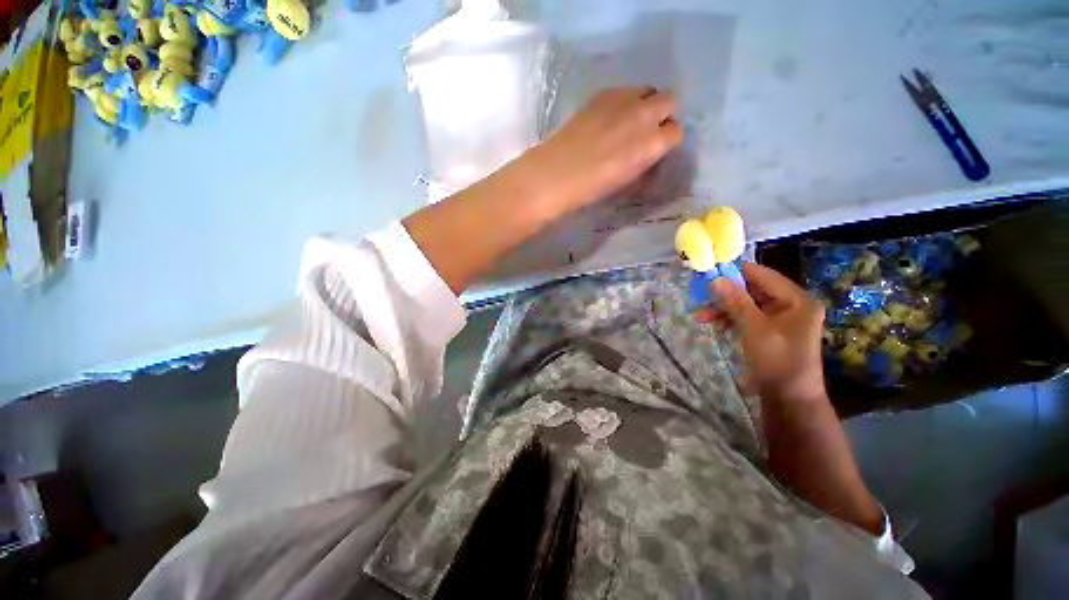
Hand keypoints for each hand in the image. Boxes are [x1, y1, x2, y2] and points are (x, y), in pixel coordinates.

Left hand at [509, 87, 682, 213]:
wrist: (556, 173)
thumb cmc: (591, 188)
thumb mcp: (626, 180)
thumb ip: (643, 163)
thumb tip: (649, 155)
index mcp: (651, 143)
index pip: (675, 132)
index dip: (667, 141)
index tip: (657, 149)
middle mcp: (643, 115)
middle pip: (669, 100)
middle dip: (662, 114)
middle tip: (646, 130)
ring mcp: (622, 99)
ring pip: (647, 90)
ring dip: (644, 103)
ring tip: (628, 121)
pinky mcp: (602, 94)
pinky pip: (624, 90)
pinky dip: (623, 101)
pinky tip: (608, 117)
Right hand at [711, 263, 827, 403]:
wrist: (788, 398)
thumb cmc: (776, 360)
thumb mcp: (754, 328)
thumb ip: (736, 302)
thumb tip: (716, 279)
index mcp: (796, 299)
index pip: (762, 275)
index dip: (735, 273)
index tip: (708, 274)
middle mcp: (790, 304)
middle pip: (752, 289)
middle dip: (725, 295)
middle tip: (701, 299)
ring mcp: (781, 318)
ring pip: (747, 303)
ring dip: (724, 308)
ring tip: (703, 317)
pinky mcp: (770, 330)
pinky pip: (747, 316)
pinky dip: (731, 319)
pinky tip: (716, 325)